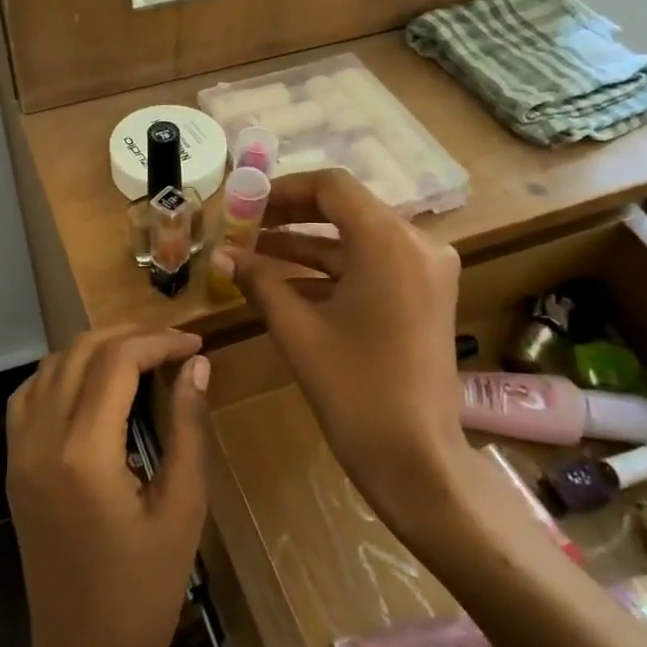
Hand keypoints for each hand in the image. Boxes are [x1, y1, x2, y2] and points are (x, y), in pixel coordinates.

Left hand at [4, 326, 209, 646]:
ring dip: (94, 350)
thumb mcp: (182, 509)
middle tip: (173, 346)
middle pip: (80, 353)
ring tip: (140, 358)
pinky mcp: (13, 467)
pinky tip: (93, 386)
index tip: (195, 344)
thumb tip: (197, 365)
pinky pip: (29, 396)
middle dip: (128, 337)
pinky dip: (61, 374)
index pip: (116, 362)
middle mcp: (41, 441)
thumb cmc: (144, 594)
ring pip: (50, 367)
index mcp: (83, 453)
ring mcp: (19, 453)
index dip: (158, 341)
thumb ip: (187, 428)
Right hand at [212, 170, 466, 531]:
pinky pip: (372, 267)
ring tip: (252, 254)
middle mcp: (417, 243)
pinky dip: (331, 271)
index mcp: (389, 241)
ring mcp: (426, 271)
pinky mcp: (425, 296)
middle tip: (244, 226)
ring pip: (357, 240)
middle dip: (290, 217)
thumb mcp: (297, 330)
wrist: (417, 459)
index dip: (283, 189)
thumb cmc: (354, 390)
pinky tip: (285, 284)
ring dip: (307, 247)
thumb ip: (258, 281)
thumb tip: (220, 254)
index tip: (245, 204)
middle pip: (346, 209)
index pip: (331, 187)